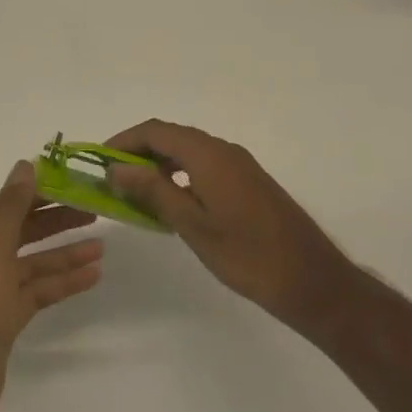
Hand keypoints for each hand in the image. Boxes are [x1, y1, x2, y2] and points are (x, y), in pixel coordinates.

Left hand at [0, 162, 101, 411]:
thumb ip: (11, 206)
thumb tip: (25, 165)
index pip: (6, 203)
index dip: (38, 192)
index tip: (73, 183)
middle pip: (20, 230)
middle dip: (55, 220)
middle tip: (94, 211)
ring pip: (32, 263)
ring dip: (64, 254)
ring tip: (101, 246)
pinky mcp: (3, 321)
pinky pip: (37, 292)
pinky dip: (62, 283)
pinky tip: (92, 276)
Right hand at [106, 120, 355, 331]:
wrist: (312, 280)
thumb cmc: (248, 255)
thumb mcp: (192, 224)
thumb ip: (153, 191)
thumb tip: (117, 167)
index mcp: (209, 155)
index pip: (156, 130)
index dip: (123, 140)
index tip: (99, 161)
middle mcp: (224, 150)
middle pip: (172, 137)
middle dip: (138, 153)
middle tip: (113, 180)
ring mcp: (240, 166)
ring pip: (189, 152)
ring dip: (159, 165)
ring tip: (136, 194)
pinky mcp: (249, 183)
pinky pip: (205, 166)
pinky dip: (180, 176)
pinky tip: (171, 205)